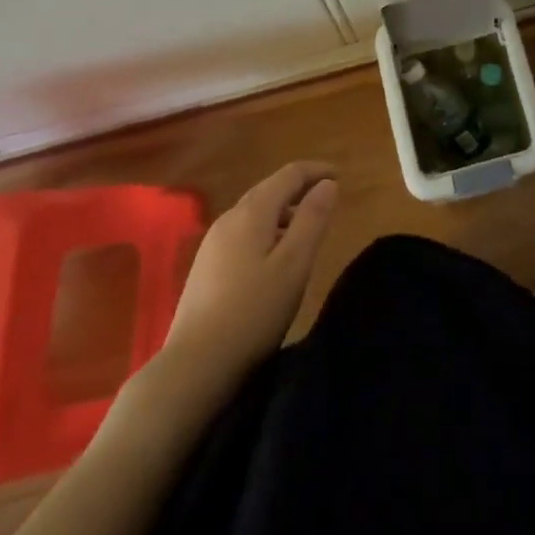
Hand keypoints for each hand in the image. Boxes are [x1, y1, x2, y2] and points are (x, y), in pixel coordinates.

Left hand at [160, 160, 338, 382]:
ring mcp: (213, 243)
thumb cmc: (254, 311)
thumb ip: (313, 219)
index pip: (288, 174)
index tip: (339, 176)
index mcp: (252, 212)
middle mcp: (229, 218)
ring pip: (254, 212)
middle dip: (299, 189)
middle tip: (326, 199)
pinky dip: (267, 230)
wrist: (195, 364)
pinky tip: (274, 256)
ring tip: (306, 229)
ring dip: (283, 211)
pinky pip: (243, 232)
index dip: (316, 170)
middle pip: (269, 189)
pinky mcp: (206, 266)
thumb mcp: (295, 264)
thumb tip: (327, 184)